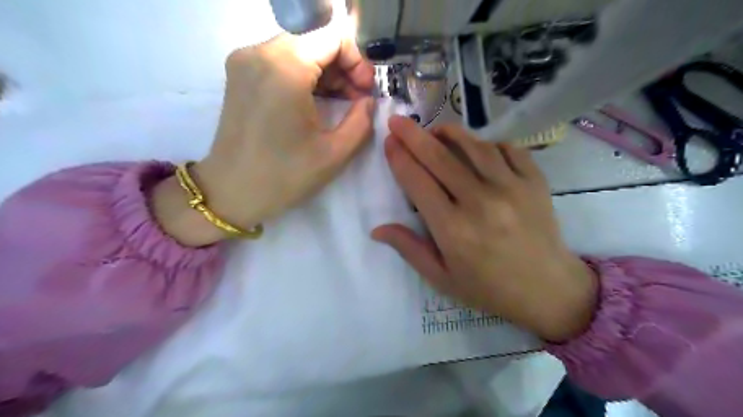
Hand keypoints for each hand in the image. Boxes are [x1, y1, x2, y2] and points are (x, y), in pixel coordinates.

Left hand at [154, 34, 374, 246]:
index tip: (365, 91)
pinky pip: (281, 61)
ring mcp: (245, 61)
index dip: (357, 61)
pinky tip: (316, 102)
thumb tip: (368, 101)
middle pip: (315, 40)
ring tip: (341, 103)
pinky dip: (304, 76)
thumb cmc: (284, 176)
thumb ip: (362, 120)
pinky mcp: (239, 74)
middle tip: (357, 100)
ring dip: (325, 72)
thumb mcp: (335, 153)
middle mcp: (260, 53)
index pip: (333, 36)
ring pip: (299, 49)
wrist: (232, 192)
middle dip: (343, 67)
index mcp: (285, 68)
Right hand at [371, 118, 595, 341]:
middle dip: (414, 135)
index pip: (418, 182)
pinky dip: (488, 143)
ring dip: (450, 132)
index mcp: (453, 229)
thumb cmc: (488, 288)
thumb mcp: (442, 278)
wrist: (548, 290)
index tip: (389, 141)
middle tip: (398, 120)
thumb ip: (410, 249)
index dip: (400, 159)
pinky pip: (507, 149)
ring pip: (474, 147)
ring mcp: (511, 188)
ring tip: (435, 129)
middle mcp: (480, 202)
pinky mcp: (535, 182)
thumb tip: (378, 229)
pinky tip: (477, 146)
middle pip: (440, 158)